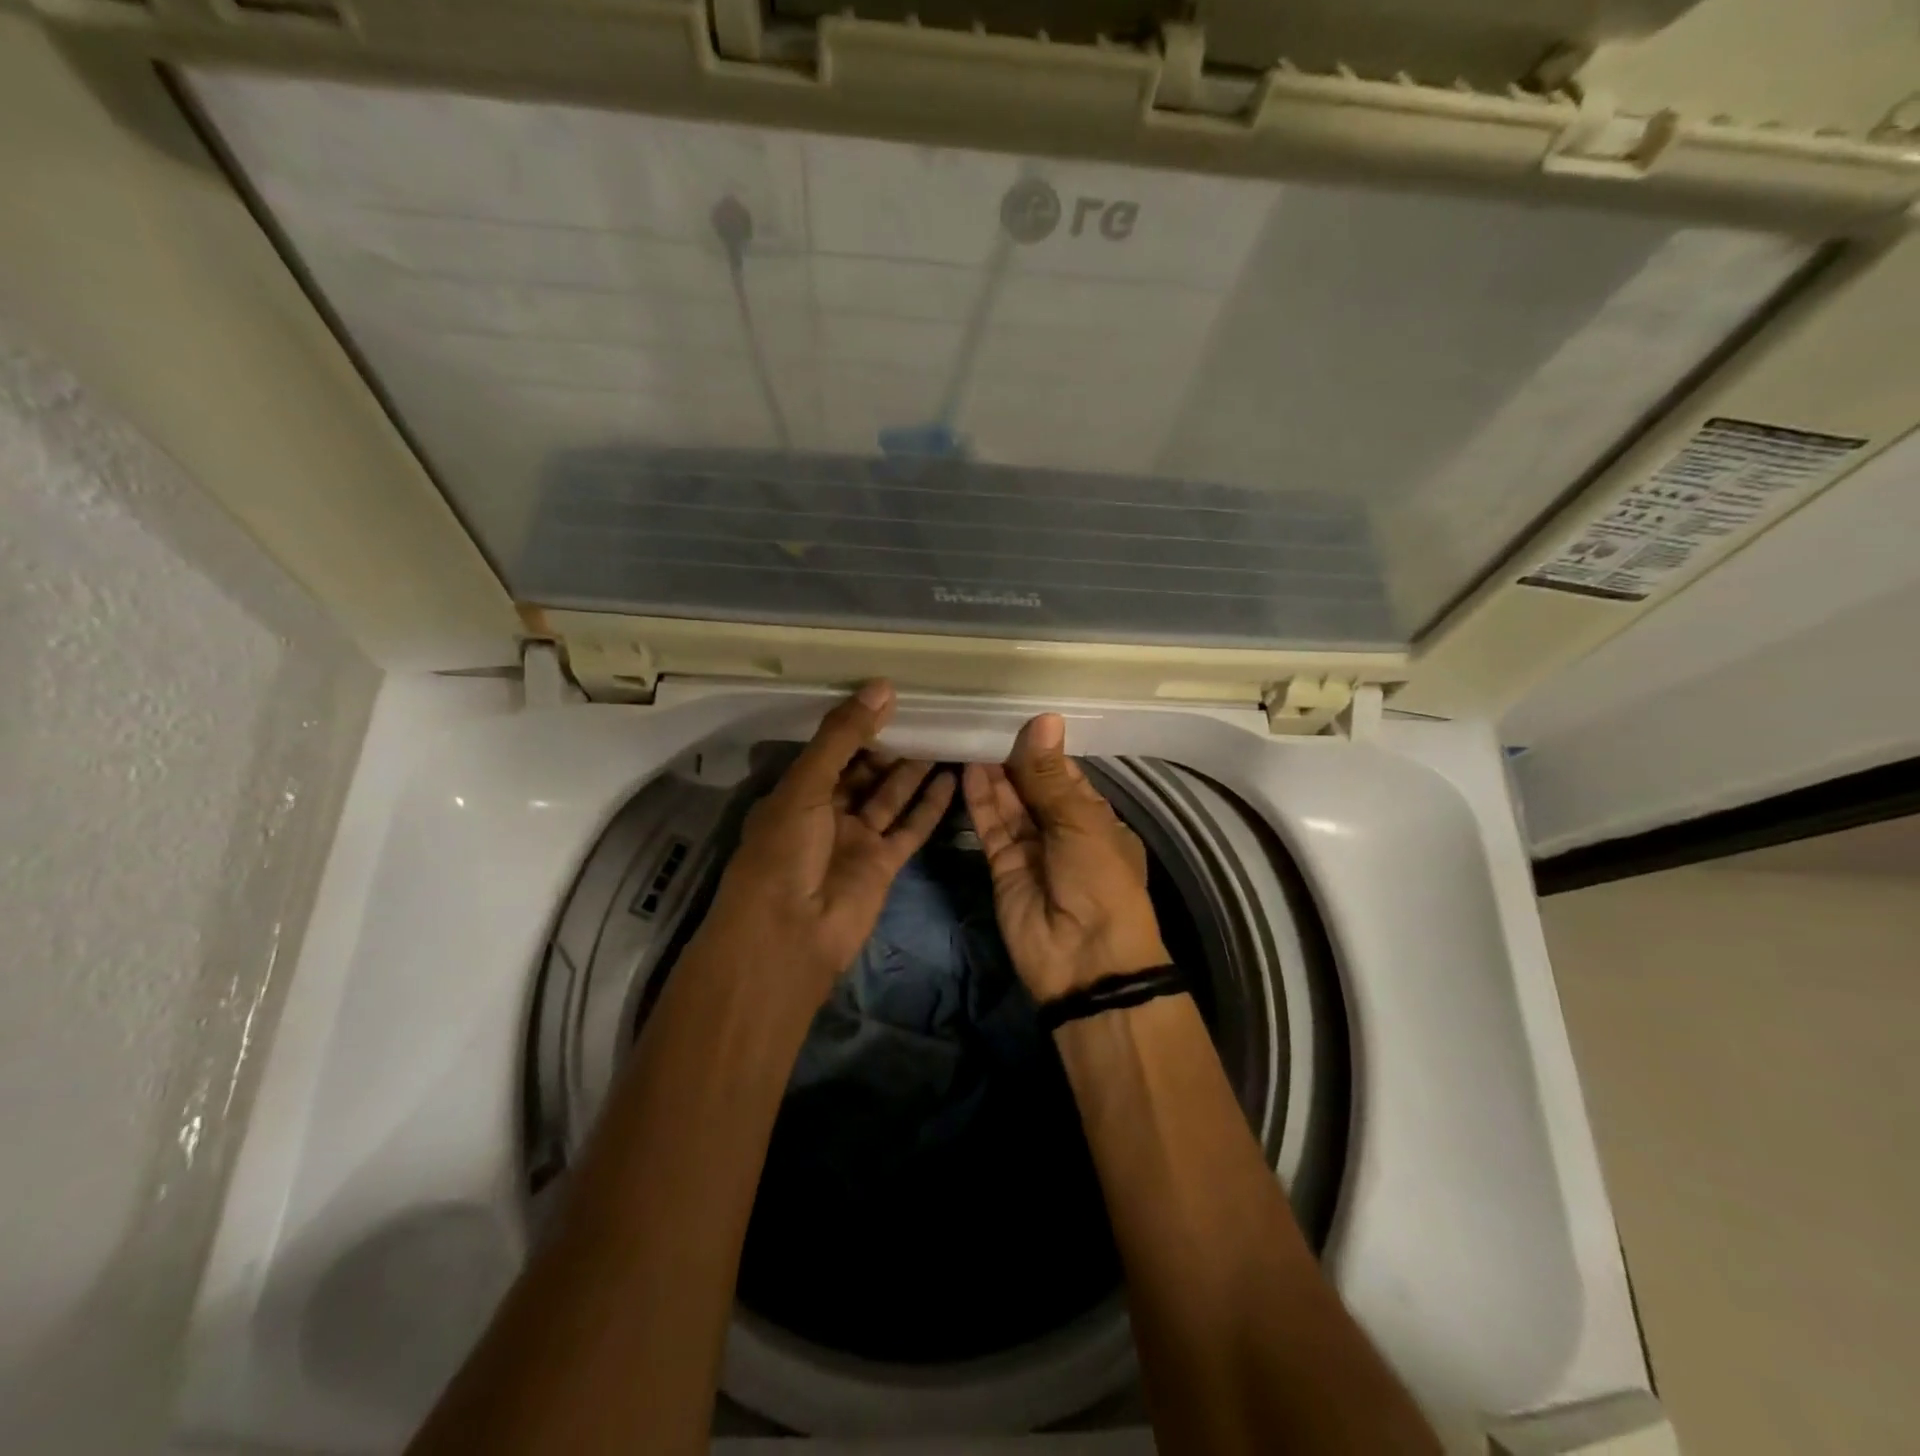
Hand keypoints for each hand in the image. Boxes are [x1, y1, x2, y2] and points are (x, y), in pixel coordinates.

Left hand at [700, 681, 953, 1001]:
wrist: (790, 936)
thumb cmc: (784, 852)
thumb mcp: (806, 785)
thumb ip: (843, 737)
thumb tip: (882, 687)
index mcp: (797, 792)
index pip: (832, 750)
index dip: (859, 724)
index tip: (892, 696)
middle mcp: (827, 813)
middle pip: (864, 771)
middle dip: (890, 744)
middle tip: (926, 712)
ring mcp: (857, 839)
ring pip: (891, 796)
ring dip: (914, 770)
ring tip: (944, 735)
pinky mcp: (884, 864)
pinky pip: (910, 827)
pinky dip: (930, 806)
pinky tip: (952, 778)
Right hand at [962, 713, 1169, 1004]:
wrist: (1086, 960)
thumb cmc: (1100, 882)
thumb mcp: (1081, 823)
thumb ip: (1050, 776)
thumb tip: (1043, 719)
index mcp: (1095, 819)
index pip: (1064, 775)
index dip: (1042, 749)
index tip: (1016, 716)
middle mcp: (1062, 830)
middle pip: (1032, 787)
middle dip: (1012, 758)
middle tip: (984, 720)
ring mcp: (1031, 849)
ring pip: (1009, 805)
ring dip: (993, 774)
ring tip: (970, 737)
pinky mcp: (1002, 867)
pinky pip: (991, 827)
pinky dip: (980, 801)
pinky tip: (968, 770)